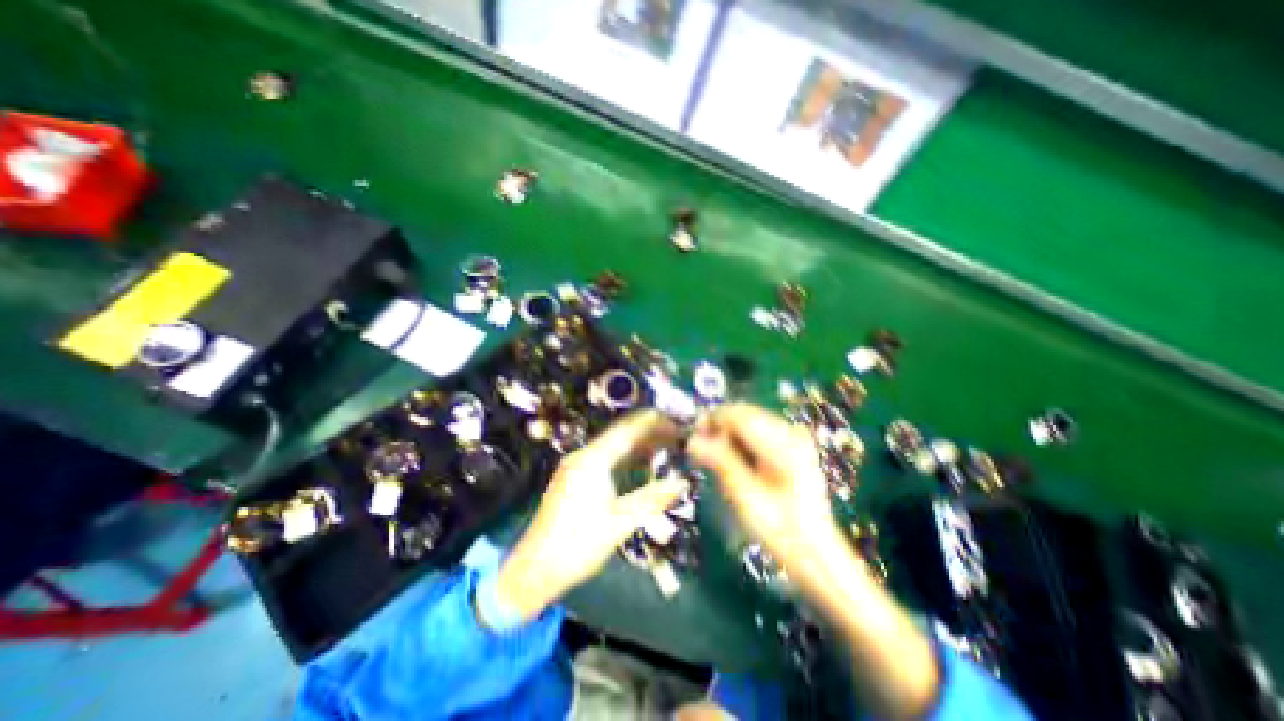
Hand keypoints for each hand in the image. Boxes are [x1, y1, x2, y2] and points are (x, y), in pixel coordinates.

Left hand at [494, 412, 692, 625]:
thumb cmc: (577, 546)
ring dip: (638, 445)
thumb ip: (652, 499)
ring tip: (664, 447)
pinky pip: (605, 459)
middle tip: (675, 435)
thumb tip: (681, 483)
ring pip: (613, 447)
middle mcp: (583, 456)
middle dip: (648, 433)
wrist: (534, 570)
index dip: (653, 424)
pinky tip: (640, 465)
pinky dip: (625, 458)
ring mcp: (576, 466)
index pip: (627, 431)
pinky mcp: (574, 478)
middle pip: (620, 435)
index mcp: (592, 461)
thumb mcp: (619, 523)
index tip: (676, 422)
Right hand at [694, 402, 940, 717]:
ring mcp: (791, 443)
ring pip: (746, 425)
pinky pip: (753, 438)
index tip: (690, 441)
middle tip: (699, 456)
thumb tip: (693, 437)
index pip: (736, 413)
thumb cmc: (787, 537)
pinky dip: (736, 447)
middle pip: (740, 415)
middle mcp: (790, 435)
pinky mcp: (789, 454)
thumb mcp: (747, 501)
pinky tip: (731, 468)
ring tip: (713, 465)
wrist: (822, 561)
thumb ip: (720, 463)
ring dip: (726, 440)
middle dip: (716, 430)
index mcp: (782, 443)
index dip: (710, 422)